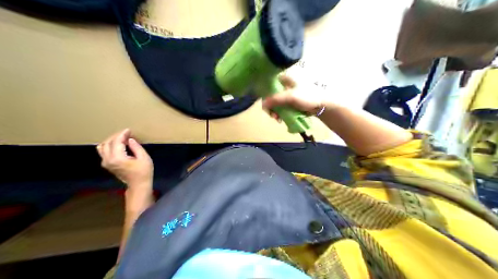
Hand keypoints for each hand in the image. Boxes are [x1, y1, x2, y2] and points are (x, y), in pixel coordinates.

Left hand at [96, 129, 152, 189]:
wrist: (138, 185)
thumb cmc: (143, 172)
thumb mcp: (144, 158)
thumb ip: (136, 147)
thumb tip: (130, 140)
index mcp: (118, 158)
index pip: (117, 141)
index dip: (123, 134)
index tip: (129, 130)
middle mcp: (108, 160)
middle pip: (108, 142)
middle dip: (117, 136)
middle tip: (126, 133)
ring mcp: (106, 163)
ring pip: (102, 147)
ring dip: (111, 140)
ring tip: (121, 138)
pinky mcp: (107, 165)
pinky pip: (103, 152)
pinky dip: (109, 146)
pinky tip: (117, 145)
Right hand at [261, 74, 327, 120]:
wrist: (321, 106)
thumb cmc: (307, 97)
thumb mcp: (291, 97)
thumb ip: (276, 99)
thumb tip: (263, 104)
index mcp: (284, 78)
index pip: (268, 83)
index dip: (264, 92)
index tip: (265, 103)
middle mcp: (283, 85)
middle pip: (270, 95)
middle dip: (269, 106)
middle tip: (272, 115)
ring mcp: (286, 94)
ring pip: (274, 102)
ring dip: (274, 111)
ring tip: (277, 119)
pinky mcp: (289, 102)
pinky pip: (280, 107)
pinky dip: (278, 113)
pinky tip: (280, 119)